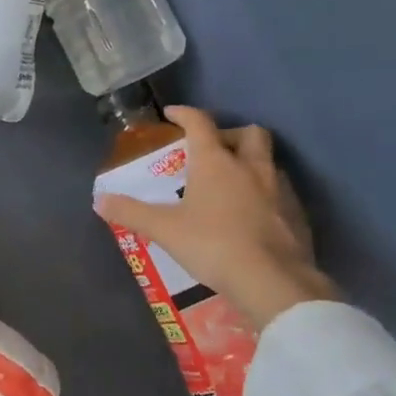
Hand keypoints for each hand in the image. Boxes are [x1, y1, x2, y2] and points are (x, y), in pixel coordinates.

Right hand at [95, 106, 336, 331]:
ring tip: (231, 183)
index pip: (200, 124)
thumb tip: (99, 200)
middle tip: (211, 150)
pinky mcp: (297, 214)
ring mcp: (280, 190)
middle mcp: (251, 167)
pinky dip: (264, 193)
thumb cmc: (213, 245)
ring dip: (250, 163)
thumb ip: (131, 212)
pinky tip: (251, 214)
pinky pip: (280, 191)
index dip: (185, 114)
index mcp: (216, 162)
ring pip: (268, 161)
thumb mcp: (164, 229)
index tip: (172, 114)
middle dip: (228, 134)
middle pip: (248, 133)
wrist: (273, 280)